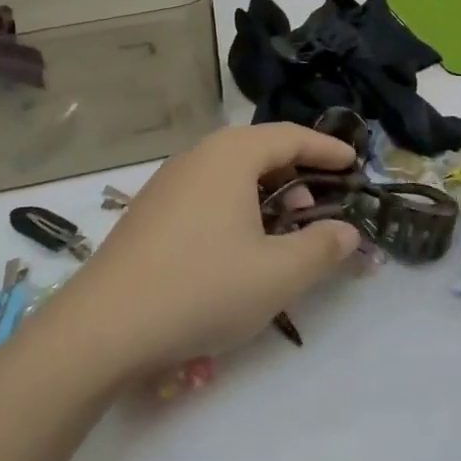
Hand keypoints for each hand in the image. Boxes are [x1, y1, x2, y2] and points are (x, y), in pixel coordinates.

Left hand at [51, 124, 362, 376]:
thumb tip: (347, 231)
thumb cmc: (203, 287)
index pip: (289, 136)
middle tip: (318, 208)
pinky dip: (234, 208)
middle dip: (295, 174)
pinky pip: (205, 193)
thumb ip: (321, 248)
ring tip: (280, 234)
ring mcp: (167, 181)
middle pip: (257, 150)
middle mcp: (197, 156)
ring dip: (264, 194)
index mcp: (230, 155)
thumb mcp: (277, 274)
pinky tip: (237, 249)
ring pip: (229, 174)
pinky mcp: (150, 210)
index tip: (354, 162)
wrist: (107, 324)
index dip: (326, 148)